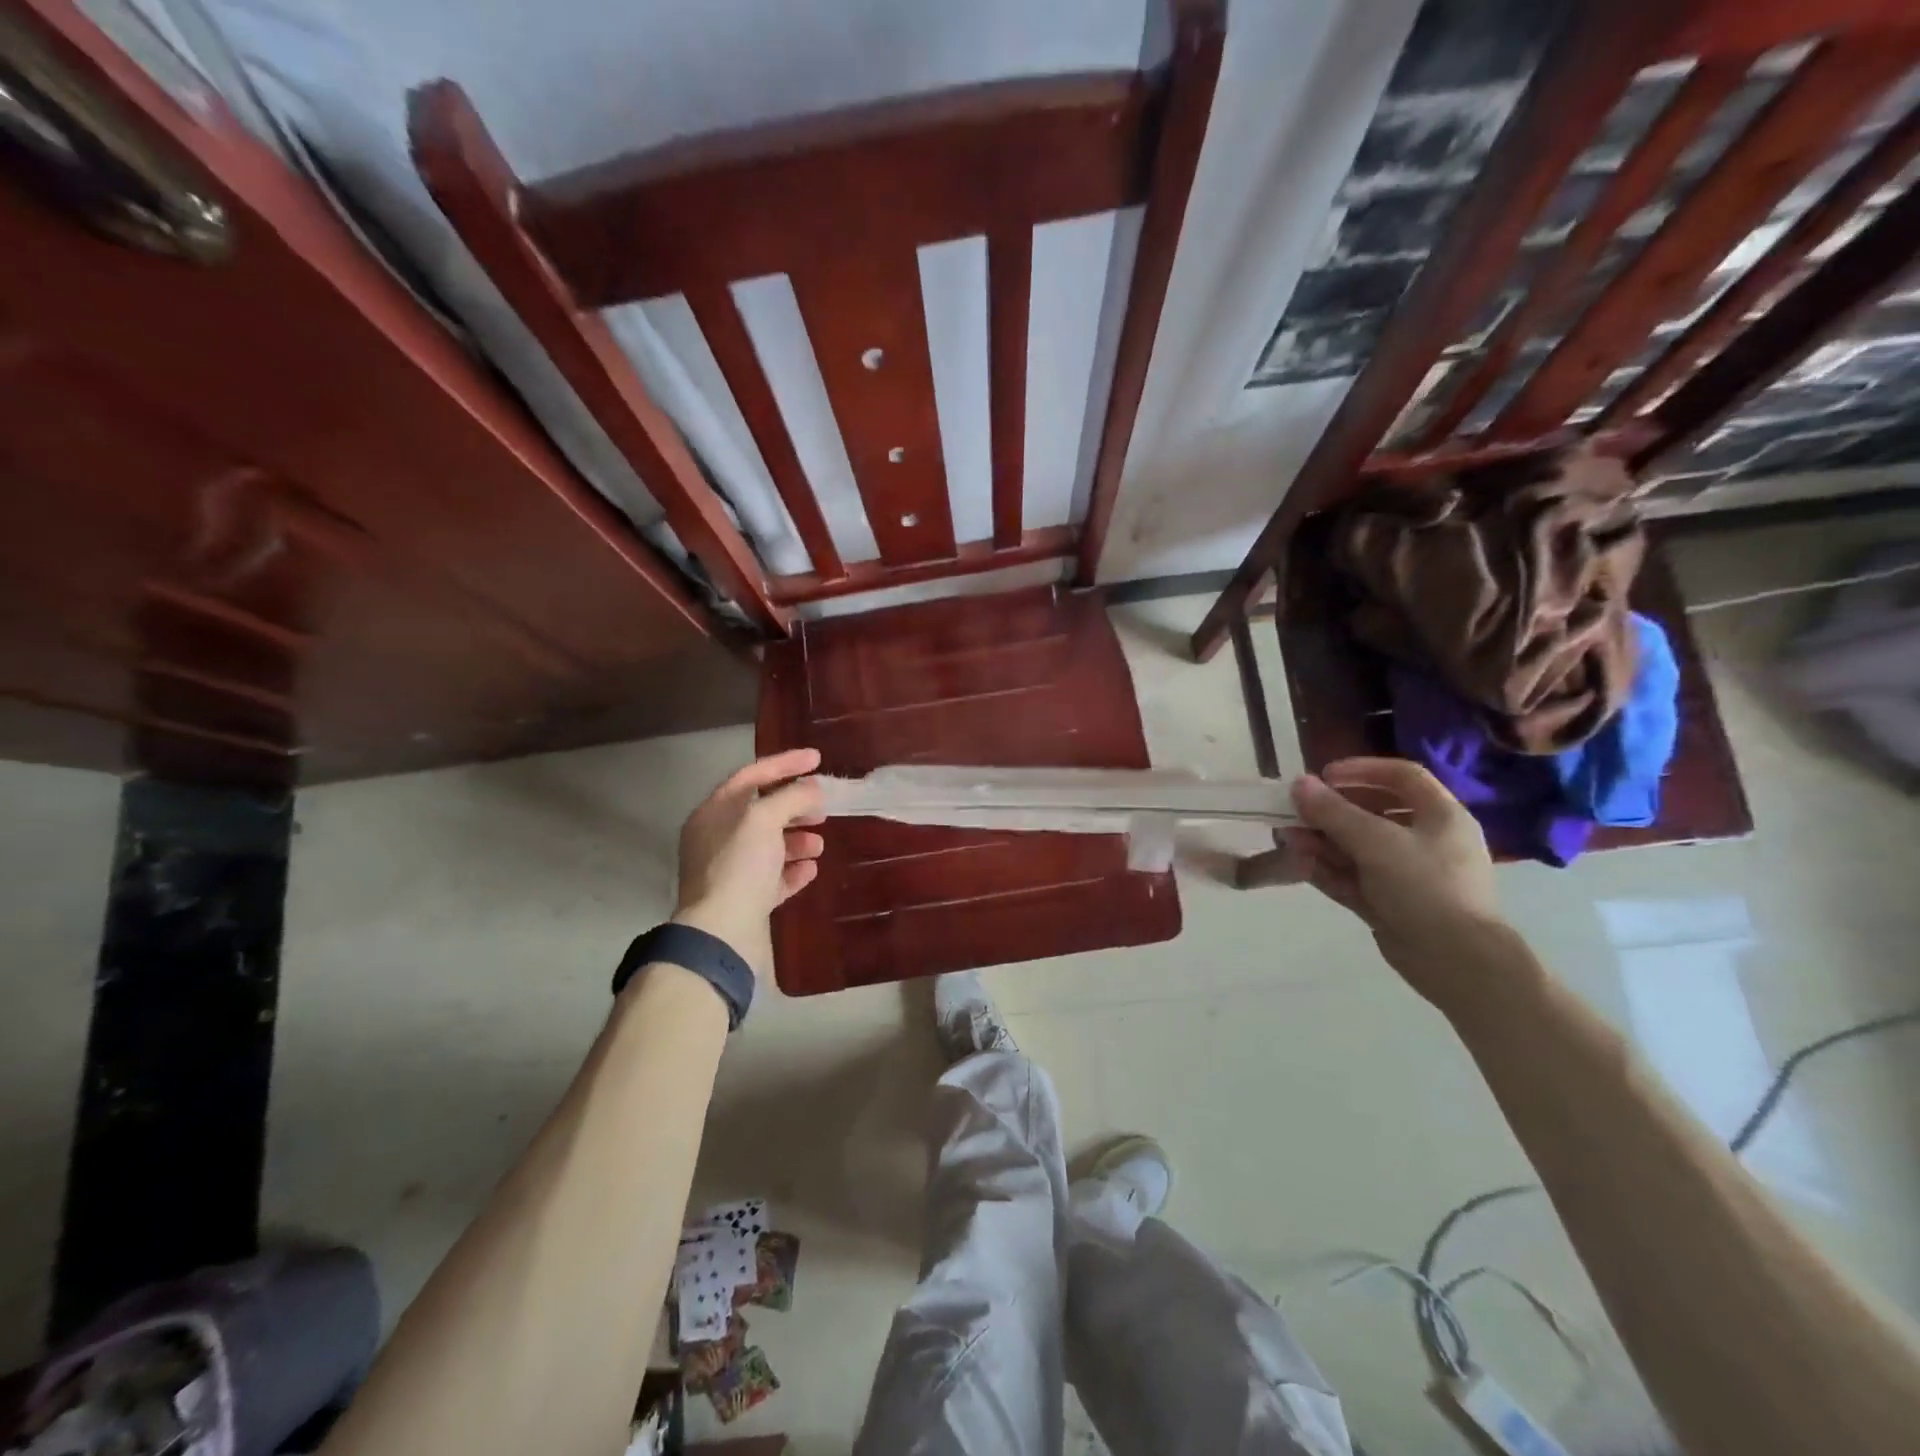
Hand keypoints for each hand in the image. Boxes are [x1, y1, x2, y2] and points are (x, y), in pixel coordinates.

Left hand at [672, 748, 824, 980]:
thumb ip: (791, 796)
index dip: (785, 763)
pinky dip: (793, 870)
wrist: (722, 934)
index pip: (751, 775)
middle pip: (761, 812)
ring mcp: (730, 871)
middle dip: (795, 806)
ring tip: (820, 842)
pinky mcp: (744, 900)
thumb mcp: (764, 819)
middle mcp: (717, 839)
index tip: (817, 758)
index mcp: (714, 813)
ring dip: (797, 839)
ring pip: (769, 846)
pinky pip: (773, 878)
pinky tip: (811, 869)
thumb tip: (812, 789)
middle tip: (823, 807)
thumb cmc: (739, 866)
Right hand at [1286, 756, 1507, 1008]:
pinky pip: (1354, 878)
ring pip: (1357, 848)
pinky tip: (1299, 865)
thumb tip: (1299, 783)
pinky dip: (1327, 870)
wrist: (1458, 963)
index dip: (1362, 769)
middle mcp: (1426, 840)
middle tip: (1296, 812)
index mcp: (1441, 816)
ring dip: (1321, 841)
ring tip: (1287, 839)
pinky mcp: (1390, 903)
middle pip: (1373, 813)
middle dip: (1330, 812)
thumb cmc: (1426, 887)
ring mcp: (1407, 875)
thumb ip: (1334, 812)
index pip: (1402, 776)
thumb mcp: (1376, 842)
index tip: (1323, 776)